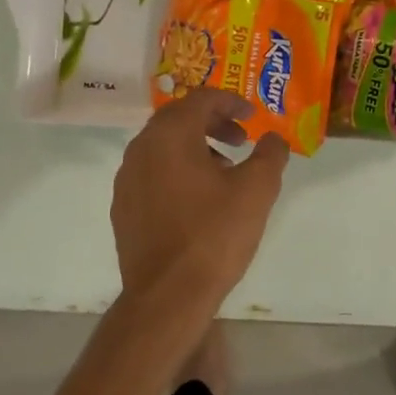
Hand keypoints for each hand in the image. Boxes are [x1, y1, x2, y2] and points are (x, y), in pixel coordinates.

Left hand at [112, 88, 290, 311]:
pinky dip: (177, 170)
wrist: (167, 296)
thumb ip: (270, 154)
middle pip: (178, 118)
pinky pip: (152, 173)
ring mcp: (127, 179)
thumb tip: (273, 139)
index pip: (201, 99)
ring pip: (163, 146)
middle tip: (240, 139)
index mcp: (170, 135)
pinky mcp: (123, 207)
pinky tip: (198, 199)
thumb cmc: (214, 235)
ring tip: (224, 170)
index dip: (231, 101)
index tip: (253, 116)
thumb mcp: (257, 190)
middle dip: (212, 122)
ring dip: (195, 147)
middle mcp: (141, 148)